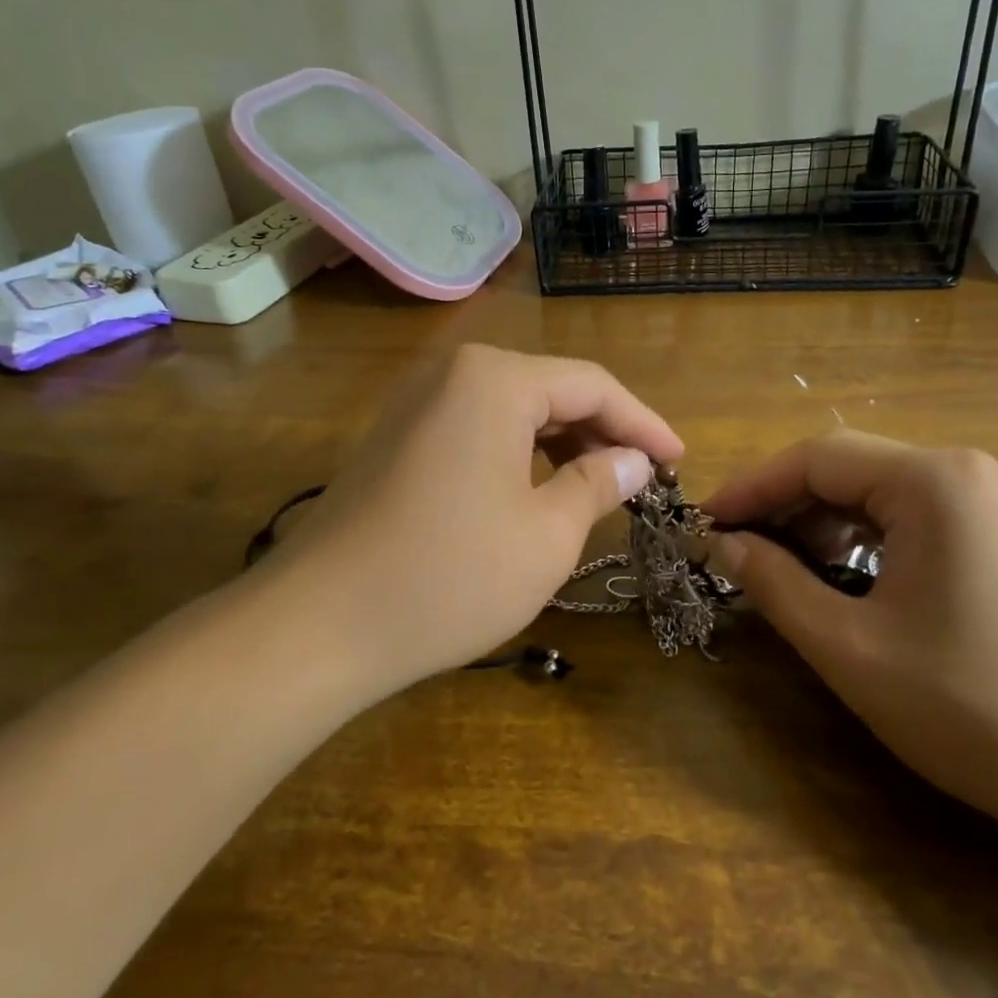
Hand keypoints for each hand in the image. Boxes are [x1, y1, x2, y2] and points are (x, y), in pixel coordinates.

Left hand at [266, 345, 683, 691]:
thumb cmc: (448, 576)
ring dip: (559, 445)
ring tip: (595, 489)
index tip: (679, 461)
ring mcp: (414, 403)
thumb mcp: (546, 535)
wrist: (318, 624)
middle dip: (600, 433)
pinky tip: (533, 492)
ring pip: (511, 411)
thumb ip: (597, 485)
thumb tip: (632, 461)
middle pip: (549, 390)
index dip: (643, 422)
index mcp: (495, 379)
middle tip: (640, 480)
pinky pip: (474, 430)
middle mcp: (451, 372)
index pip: (591, 385)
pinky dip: (515, 455)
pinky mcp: (394, 437)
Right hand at [703, 431, 997, 843]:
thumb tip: (723, 544)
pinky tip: (842, 585)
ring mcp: (990, 506)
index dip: (749, 489)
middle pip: (845, 469)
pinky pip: (909, 522)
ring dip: (818, 528)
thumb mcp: (852, 648)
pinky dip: (861, 545)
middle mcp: (962, 474)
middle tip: (732, 555)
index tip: (703, 528)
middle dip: (781, 508)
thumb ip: (775, 585)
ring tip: (779, 574)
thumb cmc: (979, 708)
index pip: (813, 458)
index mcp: (930, 482)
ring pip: (876, 496)